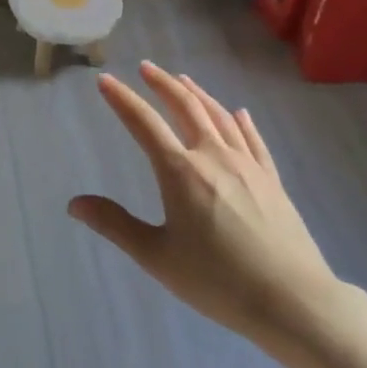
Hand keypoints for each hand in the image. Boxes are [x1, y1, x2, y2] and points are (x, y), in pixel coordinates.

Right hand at [69, 62, 345, 350]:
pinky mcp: (272, 179)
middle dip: (162, 84)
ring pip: (220, 116)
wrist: (292, 299)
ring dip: (198, 94)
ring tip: (183, 80)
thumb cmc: (217, 280)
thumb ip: (115, 224)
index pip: (144, 124)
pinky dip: (241, 121)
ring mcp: (247, 165)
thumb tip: (74, 204)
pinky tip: (239, 113)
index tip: (105, 80)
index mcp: (180, 172)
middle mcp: (213, 156)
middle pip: (186, 107)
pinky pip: (253, 139)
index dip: (122, 100)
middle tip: (145, 67)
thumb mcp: (157, 256)